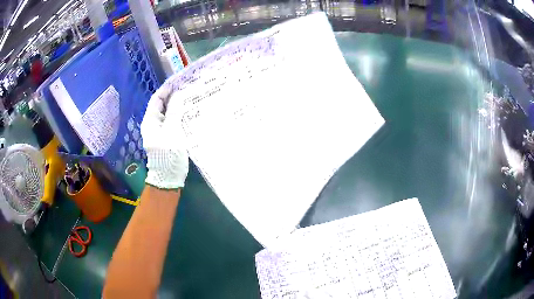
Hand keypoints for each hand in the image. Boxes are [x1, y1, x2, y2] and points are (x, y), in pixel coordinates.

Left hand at [140, 82, 188, 188]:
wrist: (168, 177)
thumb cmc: (168, 154)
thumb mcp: (172, 131)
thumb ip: (175, 111)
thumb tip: (178, 95)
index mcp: (150, 120)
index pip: (156, 99)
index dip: (166, 89)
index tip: (179, 81)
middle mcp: (153, 123)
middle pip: (162, 105)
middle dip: (174, 95)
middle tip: (188, 87)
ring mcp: (160, 131)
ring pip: (169, 113)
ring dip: (178, 105)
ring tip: (191, 97)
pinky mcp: (168, 137)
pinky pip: (173, 121)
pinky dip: (180, 115)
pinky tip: (190, 111)